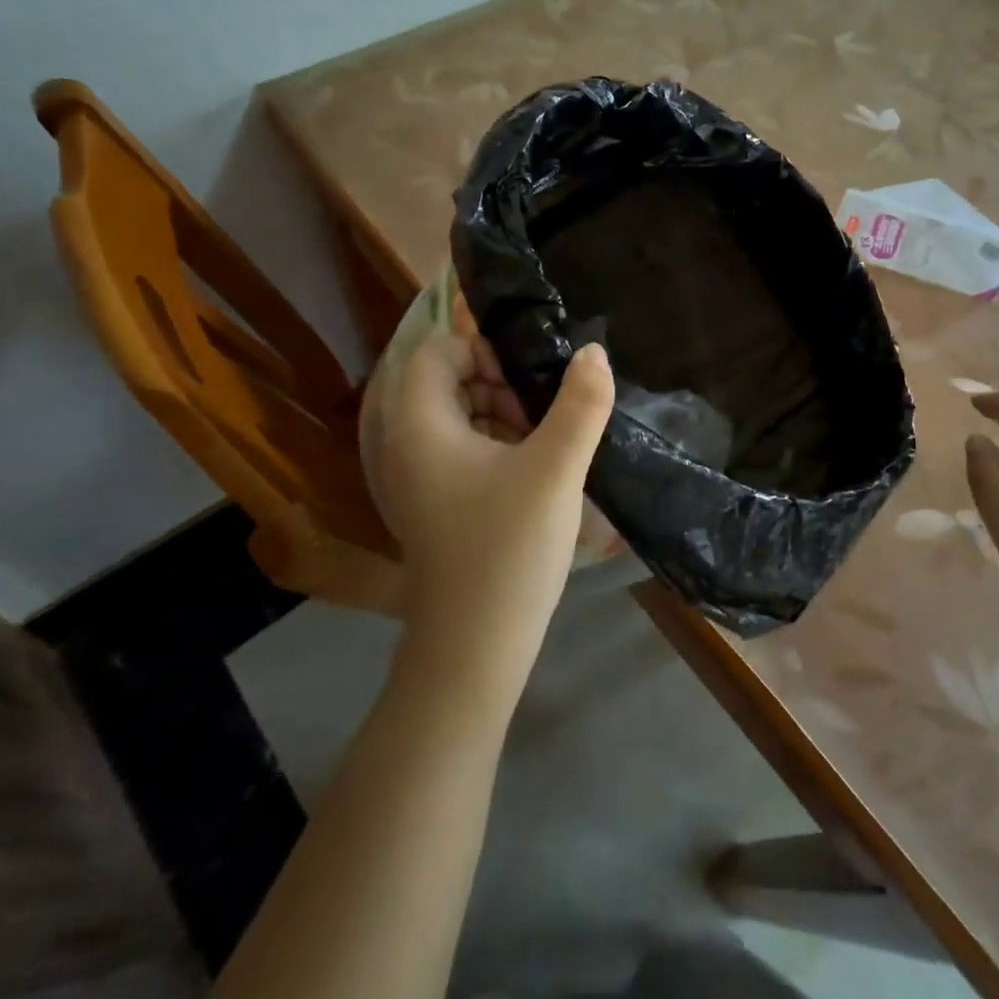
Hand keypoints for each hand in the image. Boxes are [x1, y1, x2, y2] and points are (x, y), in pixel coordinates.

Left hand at [360, 333, 615, 677]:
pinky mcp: (431, 502)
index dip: (484, 350)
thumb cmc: (508, 548)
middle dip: (498, 384)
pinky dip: (493, 446)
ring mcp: (415, 477)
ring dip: (500, 415)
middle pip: (446, 380)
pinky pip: (458, 450)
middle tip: (541, 415)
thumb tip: (594, 352)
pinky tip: (531, 473)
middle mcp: (405, 443)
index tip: (529, 381)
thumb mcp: (556, 469)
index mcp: (420, 424)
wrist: (473, 648)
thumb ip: (581, 404)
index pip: (438, 350)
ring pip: (456, 416)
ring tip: (543, 445)